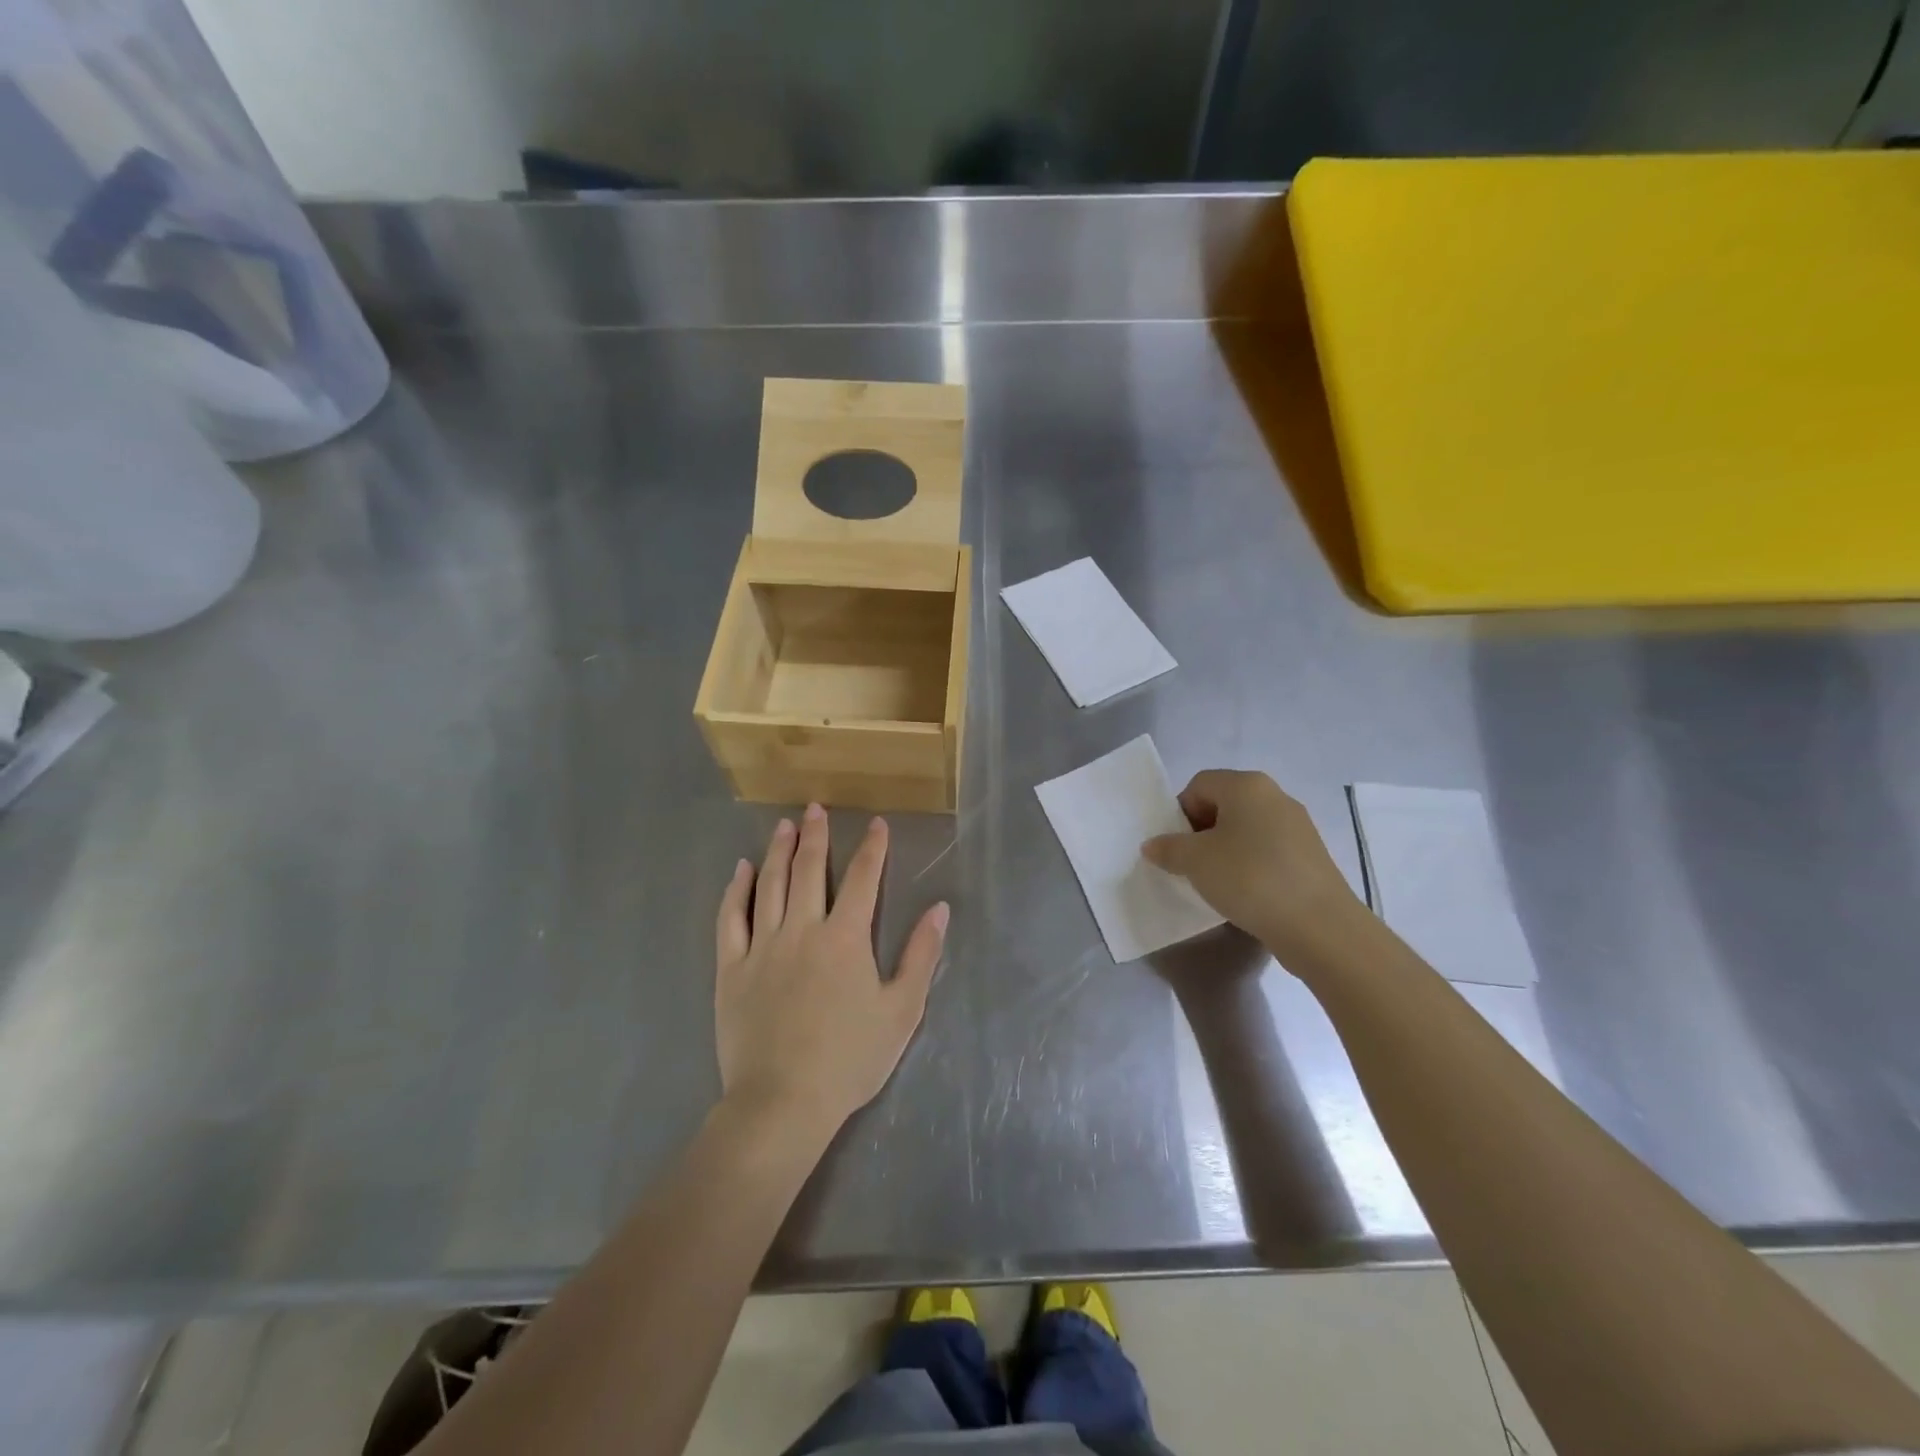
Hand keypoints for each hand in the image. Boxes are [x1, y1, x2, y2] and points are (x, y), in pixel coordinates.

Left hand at [714, 804, 948, 1140]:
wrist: (783, 1101)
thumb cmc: (850, 1058)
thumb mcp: (902, 1010)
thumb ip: (921, 956)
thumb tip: (939, 909)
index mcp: (845, 938)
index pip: (862, 879)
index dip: (872, 849)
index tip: (876, 824)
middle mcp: (803, 929)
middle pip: (808, 871)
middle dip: (815, 835)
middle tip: (814, 808)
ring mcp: (762, 946)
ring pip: (769, 885)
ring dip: (777, 851)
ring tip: (783, 825)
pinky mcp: (731, 967)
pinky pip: (731, 918)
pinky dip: (736, 890)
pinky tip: (741, 870)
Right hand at [1141, 769, 1362, 959]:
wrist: (1318, 926)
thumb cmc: (1249, 878)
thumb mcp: (1195, 862)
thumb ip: (1168, 848)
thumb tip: (1153, 845)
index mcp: (1246, 785)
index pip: (1199, 784)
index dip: (1180, 812)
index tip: (1176, 846)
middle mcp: (1275, 796)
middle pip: (1224, 804)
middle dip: (1202, 831)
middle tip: (1192, 864)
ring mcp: (1298, 826)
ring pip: (1247, 828)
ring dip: (1226, 850)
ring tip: (1218, 882)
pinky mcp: (1311, 855)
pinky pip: (1268, 850)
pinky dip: (1251, 865)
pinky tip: (1247, 893)